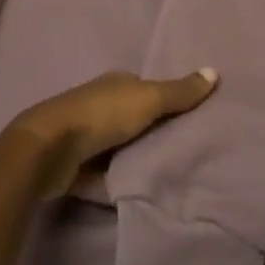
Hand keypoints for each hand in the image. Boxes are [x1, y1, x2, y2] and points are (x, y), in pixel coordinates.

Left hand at [10, 68, 217, 199]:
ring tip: (167, 173)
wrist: (49, 150)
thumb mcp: (148, 99)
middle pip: (134, 118)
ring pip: (119, 146)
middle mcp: (100, 104)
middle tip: (184, 149)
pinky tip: (137, 192)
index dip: (167, 99)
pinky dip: (117, 181)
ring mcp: (85, 135)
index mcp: (116, 83)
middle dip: (153, 130)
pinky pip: (104, 174)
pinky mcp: (75, 166)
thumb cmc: (102, 115)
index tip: (190, 117)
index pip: (146, 88)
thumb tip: (215, 71)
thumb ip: (180, 92)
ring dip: (135, 157)